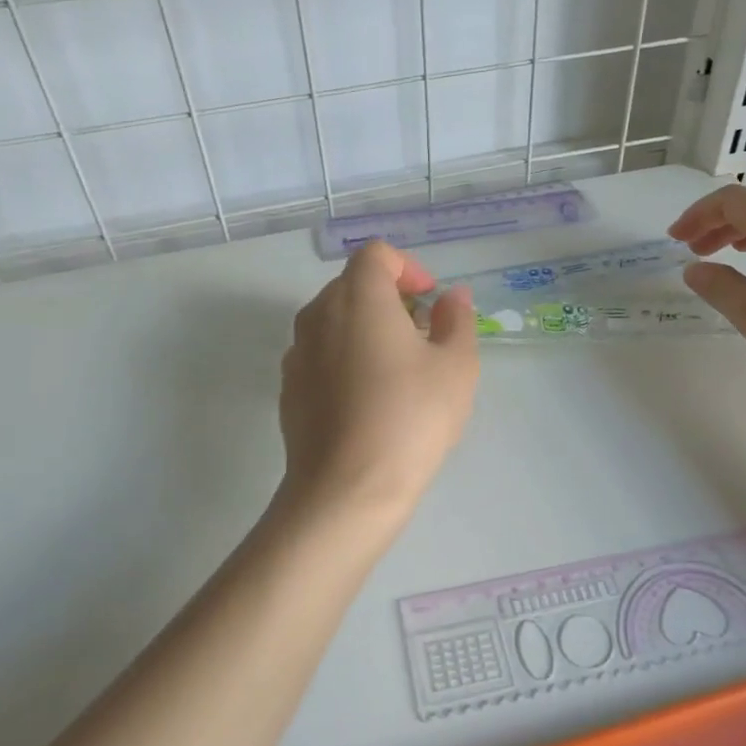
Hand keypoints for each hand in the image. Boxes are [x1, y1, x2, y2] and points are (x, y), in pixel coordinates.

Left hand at [276, 241, 478, 530]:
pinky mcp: (289, 389)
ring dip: (367, 329)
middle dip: (391, 299)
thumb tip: (452, 296)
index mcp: (359, 297)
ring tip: (399, 370)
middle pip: (353, 285)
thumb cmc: (410, 418)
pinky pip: (320, 355)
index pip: (376, 254)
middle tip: (423, 336)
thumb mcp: (456, 366)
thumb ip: (457, 320)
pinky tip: (368, 400)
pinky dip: (345, 358)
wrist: (346, 491)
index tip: (430, 300)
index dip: (408, 267)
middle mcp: (319, 314)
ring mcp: (297, 353)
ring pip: (334, 321)